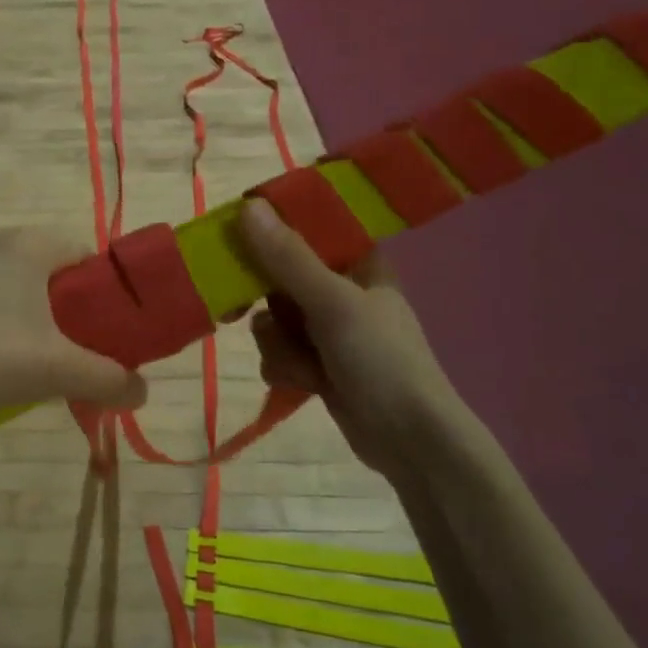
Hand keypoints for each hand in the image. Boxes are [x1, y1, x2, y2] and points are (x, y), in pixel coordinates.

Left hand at [0, 229, 148, 417]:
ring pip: (11, 285)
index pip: (85, 255)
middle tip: (67, 352)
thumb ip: (109, 379)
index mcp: (29, 244)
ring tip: (24, 362)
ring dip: (26, 317)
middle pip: (49, 272)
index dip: (102, 293)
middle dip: (64, 310)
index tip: (103, 331)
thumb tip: (142, 393)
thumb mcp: (58, 371)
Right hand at [238, 200, 471, 474]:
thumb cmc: (381, 360)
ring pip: (273, 318)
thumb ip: (288, 257)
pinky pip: (279, 351)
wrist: (411, 442)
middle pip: (279, 276)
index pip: (308, 229)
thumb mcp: (333, 302)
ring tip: (301, 364)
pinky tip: (302, 383)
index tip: (237, 240)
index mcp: (358, 262)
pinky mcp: (318, 364)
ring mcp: (329, 330)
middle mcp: (342, 290)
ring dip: (278, 343)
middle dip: (265, 302)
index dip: (271, 232)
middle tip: (236, 307)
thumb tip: (248, 206)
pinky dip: (284, 366)